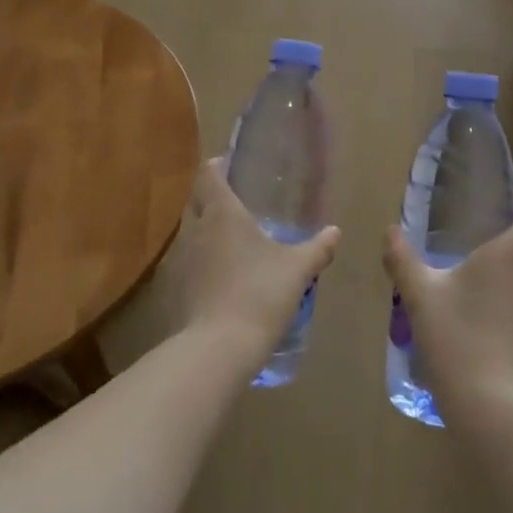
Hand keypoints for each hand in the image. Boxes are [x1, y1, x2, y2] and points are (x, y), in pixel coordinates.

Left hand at [161, 159, 339, 363]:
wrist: (218, 348)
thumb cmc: (259, 294)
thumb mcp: (297, 269)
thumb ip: (317, 248)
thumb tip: (334, 231)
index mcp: (222, 212)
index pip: (209, 174)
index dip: (217, 165)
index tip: (230, 164)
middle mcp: (196, 228)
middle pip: (195, 198)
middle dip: (211, 194)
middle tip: (237, 198)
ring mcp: (182, 258)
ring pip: (190, 229)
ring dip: (206, 226)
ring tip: (232, 234)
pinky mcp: (177, 286)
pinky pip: (188, 258)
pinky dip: (202, 256)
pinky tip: (222, 270)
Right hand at [382, 207, 512, 426]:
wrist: (493, 407)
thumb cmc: (457, 337)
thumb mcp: (419, 296)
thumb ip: (402, 259)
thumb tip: (390, 231)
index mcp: (510, 255)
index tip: (497, 218)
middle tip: (480, 248)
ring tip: (475, 286)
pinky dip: (511, 306)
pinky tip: (481, 322)